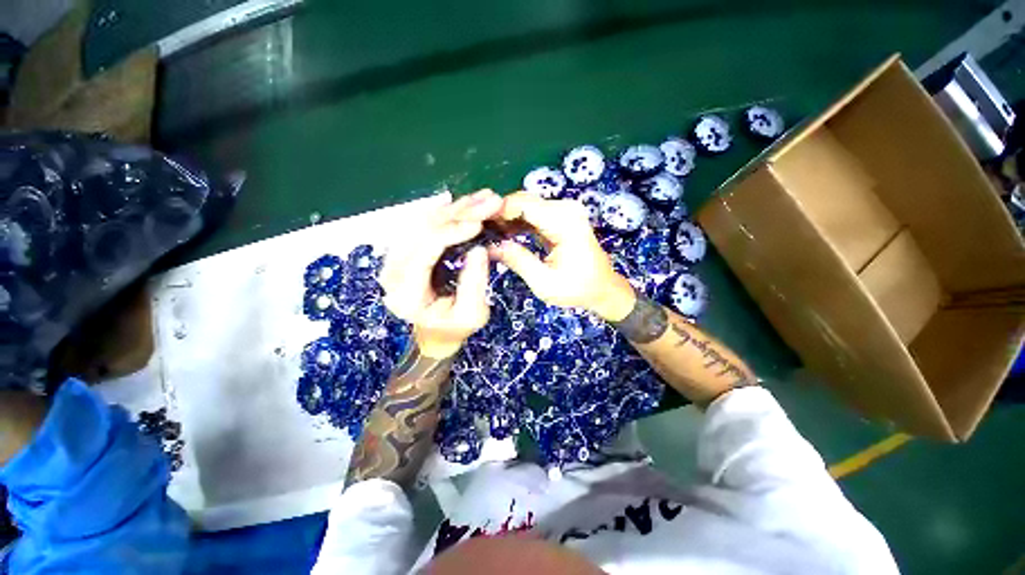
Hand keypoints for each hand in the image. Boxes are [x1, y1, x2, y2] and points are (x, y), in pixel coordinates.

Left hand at [380, 190, 502, 358]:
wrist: (435, 330)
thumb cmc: (454, 326)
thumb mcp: (472, 315)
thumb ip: (474, 285)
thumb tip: (479, 249)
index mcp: (406, 293)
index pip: (424, 252)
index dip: (451, 232)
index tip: (479, 224)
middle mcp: (393, 271)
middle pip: (423, 229)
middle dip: (460, 213)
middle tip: (491, 201)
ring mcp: (395, 256)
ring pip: (424, 220)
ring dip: (457, 207)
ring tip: (486, 198)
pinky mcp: (404, 248)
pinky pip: (425, 222)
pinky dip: (450, 211)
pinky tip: (470, 203)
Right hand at [490, 192, 635, 320]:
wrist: (603, 288)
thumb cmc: (577, 289)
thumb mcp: (544, 282)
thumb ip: (517, 261)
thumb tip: (489, 247)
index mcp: (564, 221)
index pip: (523, 204)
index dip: (497, 211)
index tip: (476, 224)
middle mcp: (565, 208)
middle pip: (523, 201)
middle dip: (499, 214)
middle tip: (480, 231)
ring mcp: (564, 211)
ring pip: (526, 205)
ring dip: (506, 217)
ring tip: (489, 233)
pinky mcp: (561, 218)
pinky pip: (533, 213)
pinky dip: (517, 222)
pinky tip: (504, 233)